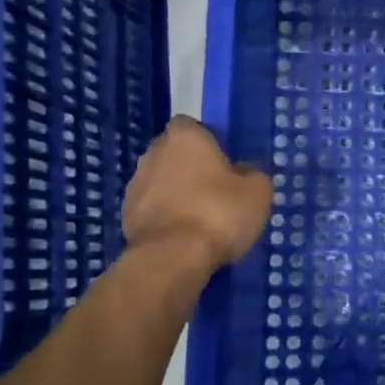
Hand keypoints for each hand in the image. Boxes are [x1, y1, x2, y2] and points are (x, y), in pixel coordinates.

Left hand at [122, 116, 272, 271]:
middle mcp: (154, 153)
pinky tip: (185, 235)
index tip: (224, 161)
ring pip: (161, 181)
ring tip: (201, 217)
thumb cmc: (219, 213)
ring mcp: (136, 184)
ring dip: (176, 192)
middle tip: (215, 189)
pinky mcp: (126, 215)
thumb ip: (252, 174)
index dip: (208, 141)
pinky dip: (166, 216)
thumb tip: (243, 173)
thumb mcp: (258, 192)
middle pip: (174, 153)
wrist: (172, 258)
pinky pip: (152, 208)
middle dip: (190, 166)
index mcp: (185, 137)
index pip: (192, 126)